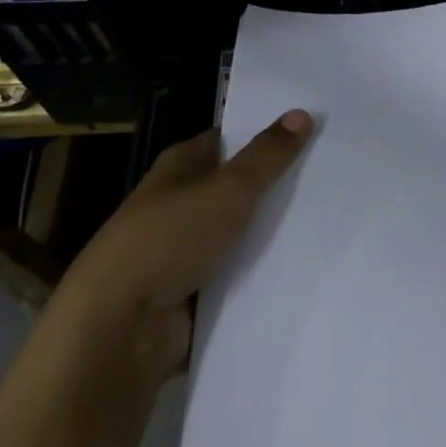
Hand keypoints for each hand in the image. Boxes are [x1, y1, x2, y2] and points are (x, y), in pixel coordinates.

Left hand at [60, 109, 313, 387]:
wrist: (117, 333)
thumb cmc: (169, 240)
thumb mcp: (227, 190)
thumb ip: (267, 156)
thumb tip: (302, 113)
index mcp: (180, 166)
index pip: (227, 140)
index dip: (262, 134)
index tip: (307, 131)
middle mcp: (178, 204)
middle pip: (234, 188)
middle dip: (272, 186)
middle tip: (328, 176)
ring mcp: (181, 253)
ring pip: (236, 235)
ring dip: (267, 236)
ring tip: (326, 223)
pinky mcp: (188, 299)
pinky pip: (233, 280)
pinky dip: (256, 278)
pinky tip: (299, 272)